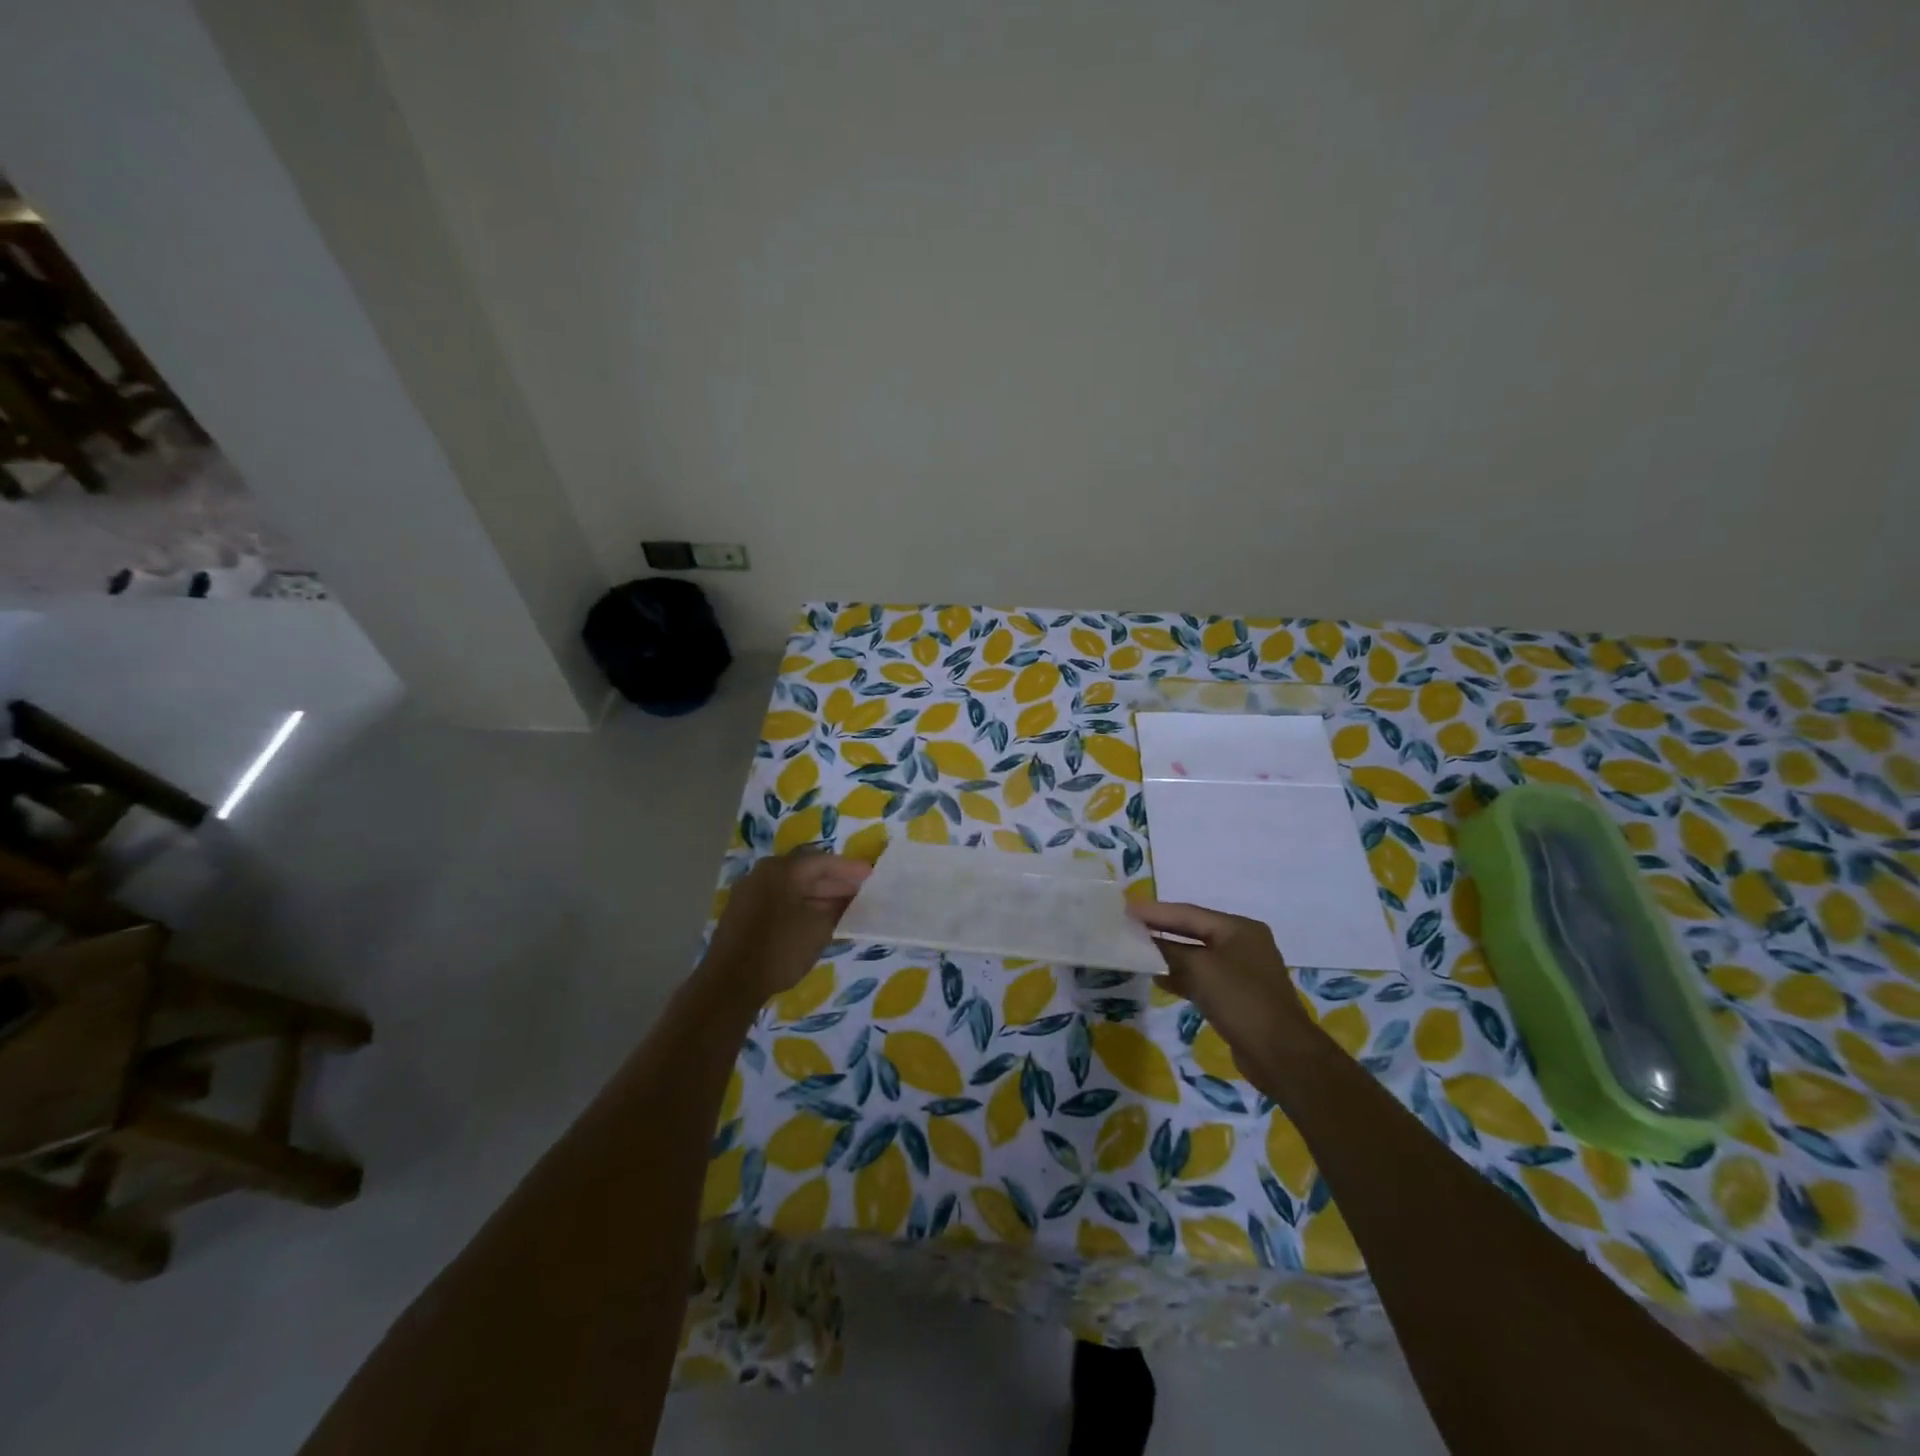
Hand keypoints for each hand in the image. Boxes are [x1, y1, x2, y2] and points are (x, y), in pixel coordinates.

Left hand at [700, 852, 870, 1004]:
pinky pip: (779, 898)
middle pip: (807, 871)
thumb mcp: (819, 928)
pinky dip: (800, 904)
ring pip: (792, 886)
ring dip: (818, 894)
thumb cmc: (780, 950)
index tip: (871, 876)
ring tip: (843, 907)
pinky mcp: (743, 911)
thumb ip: (838, 906)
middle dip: (835, 882)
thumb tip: (850, 895)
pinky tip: (816, 918)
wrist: (730, 984)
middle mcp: (764, 872)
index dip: (850, 869)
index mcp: (783, 869)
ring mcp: (750, 891)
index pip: (824, 861)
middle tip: (860, 892)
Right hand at [1127, 900, 1314, 1077]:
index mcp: (1238, 928)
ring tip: (1137, 951)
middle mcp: (1242, 943)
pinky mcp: (1238, 996)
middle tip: (1128, 926)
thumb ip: (1169, 950)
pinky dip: (1182, 976)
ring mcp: (1242, 971)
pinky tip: (1159, 979)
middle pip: (1193, 931)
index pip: (1188, 913)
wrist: (1280, 1054)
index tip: (1126, 908)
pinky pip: (1203, 977)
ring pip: (1197, 955)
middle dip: (1161, 930)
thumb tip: (1145, 940)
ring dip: (1169, 954)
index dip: (1155, 911)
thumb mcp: (1199, 969)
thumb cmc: (1240, 1000)